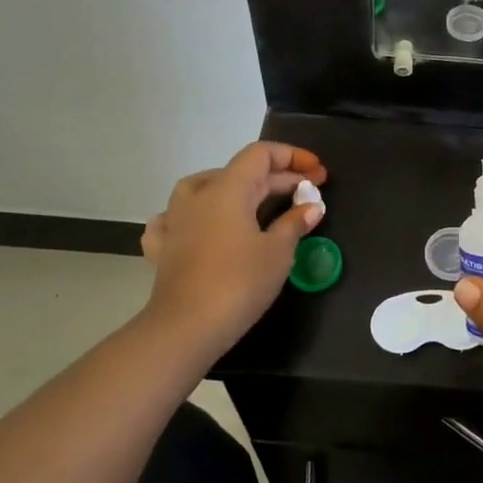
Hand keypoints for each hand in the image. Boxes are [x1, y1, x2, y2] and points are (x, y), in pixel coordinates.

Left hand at [139, 142, 326, 370]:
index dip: (293, 157)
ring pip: (205, 188)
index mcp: (227, 188)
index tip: (318, 172)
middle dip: (278, 179)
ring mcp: (176, 220)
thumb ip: (295, 223)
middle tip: (308, 194)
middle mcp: (198, 195)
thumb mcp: (278, 252)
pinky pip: (177, 219)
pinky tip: (201, 226)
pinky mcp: (164, 247)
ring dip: (236, 190)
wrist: (185, 328)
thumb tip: (312, 206)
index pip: (261, 154)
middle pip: (241, 173)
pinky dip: (196, 217)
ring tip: (256, 202)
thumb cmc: (239, 283)